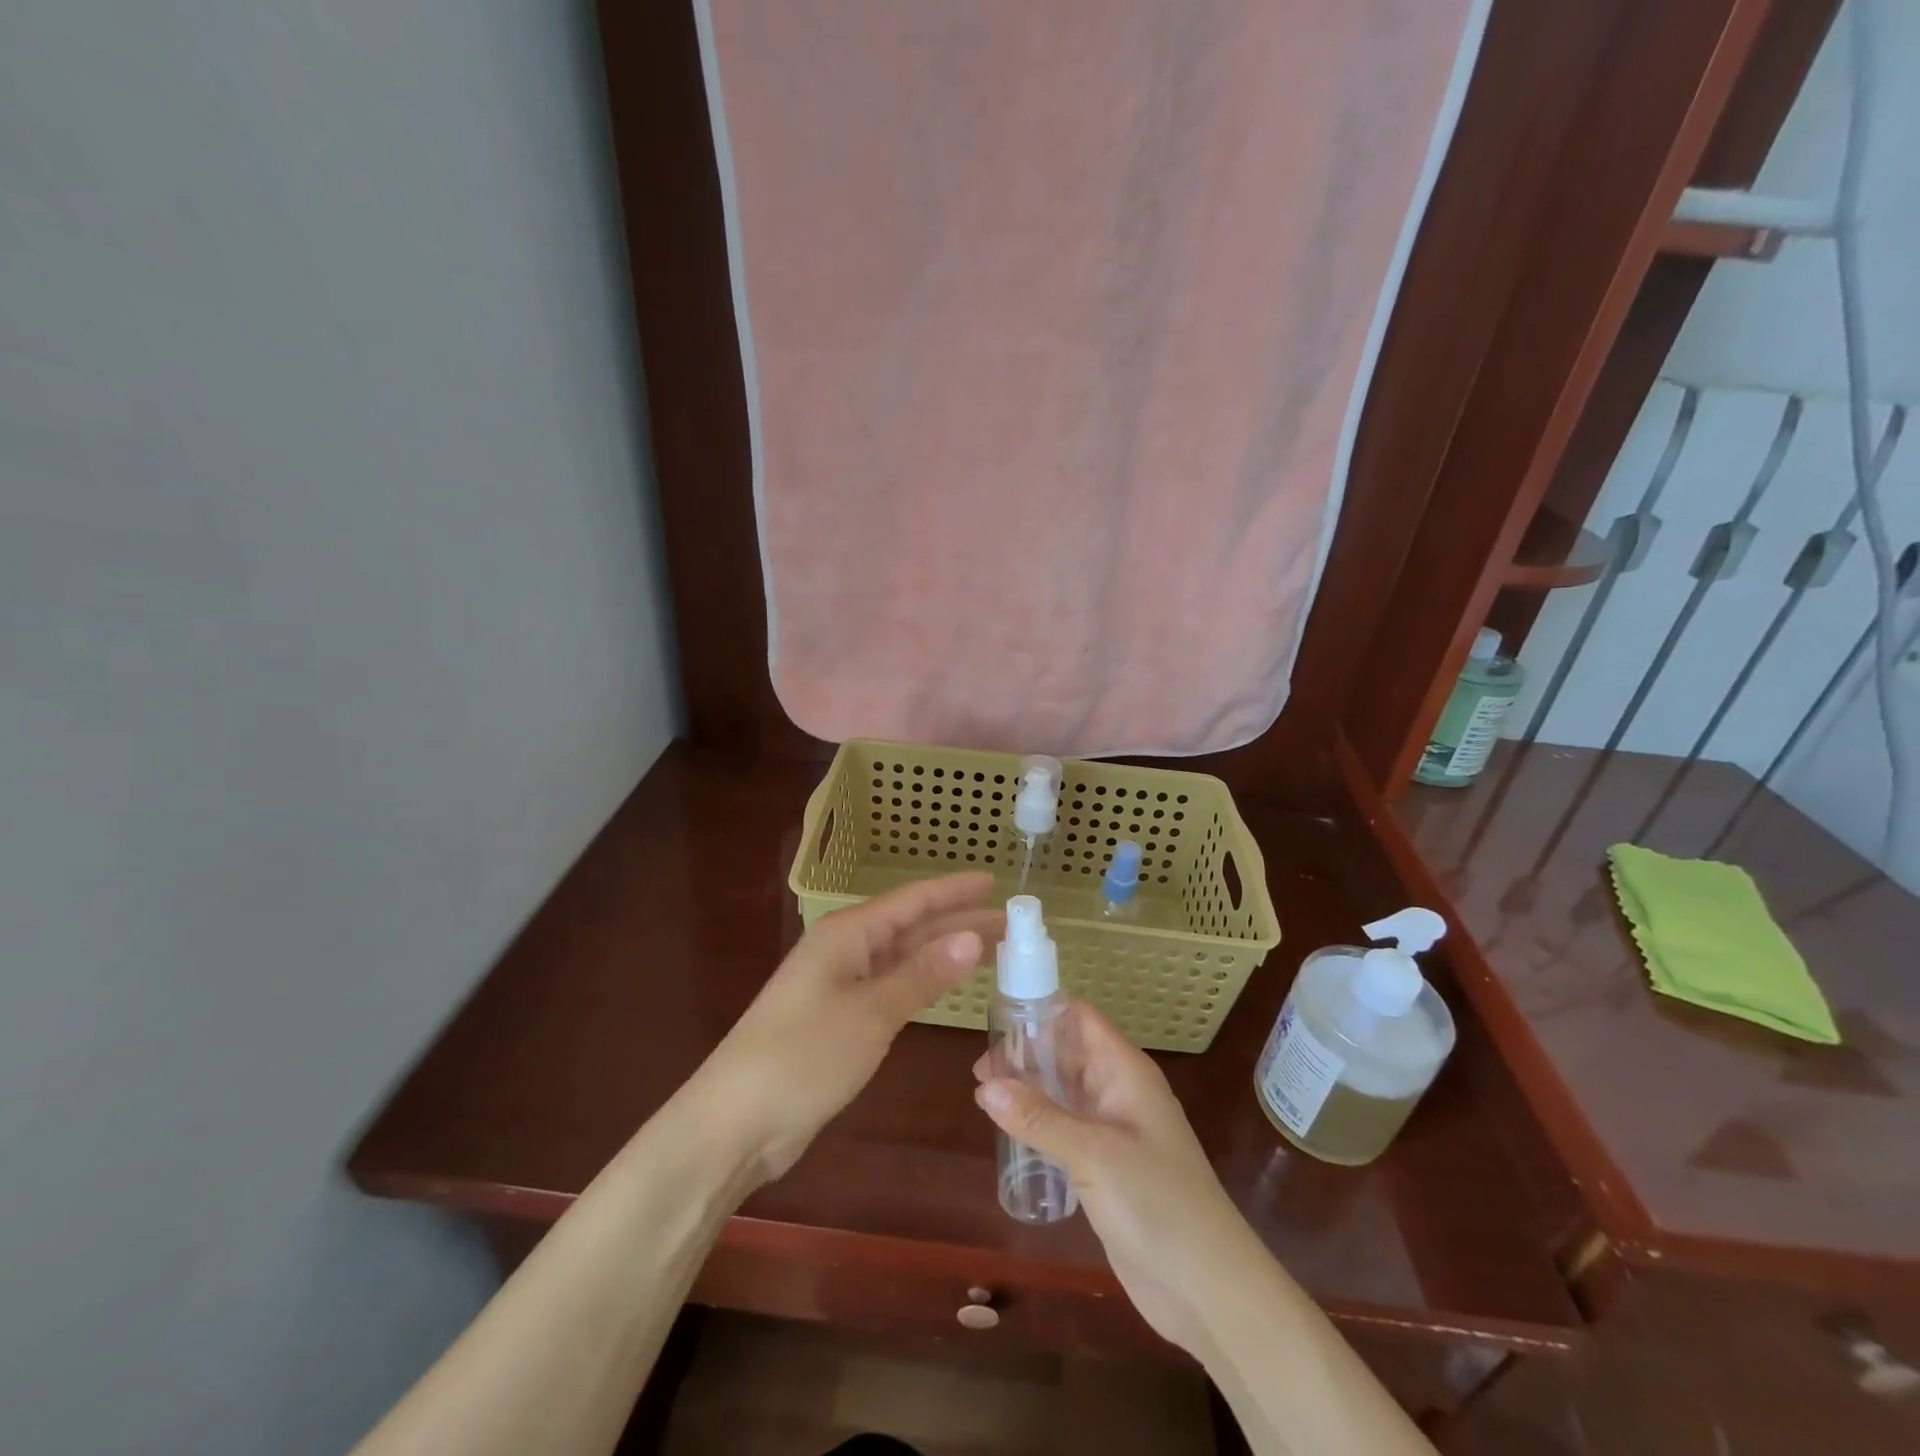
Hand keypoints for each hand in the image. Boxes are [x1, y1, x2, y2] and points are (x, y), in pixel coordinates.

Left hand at [696, 872, 998, 1181]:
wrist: (736, 1122)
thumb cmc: (804, 1055)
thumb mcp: (871, 1012)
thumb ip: (922, 974)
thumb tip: (971, 937)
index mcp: (847, 934)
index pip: (912, 901)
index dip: (954, 891)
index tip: (994, 883)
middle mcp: (844, 951)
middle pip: (911, 928)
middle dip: (959, 923)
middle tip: (1011, 925)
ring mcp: (840, 986)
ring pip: (903, 958)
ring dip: (944, 954)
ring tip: (993, 950)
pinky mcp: (839, 1020)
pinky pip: (891, 988)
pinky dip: (923, 984)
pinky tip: (947, 985)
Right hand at [973, 1001, 1257, 1354]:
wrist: (1207, 1288)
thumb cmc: (1157, 1202)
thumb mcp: (1093, 1154)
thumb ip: (1039, 1118)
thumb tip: (985, 1086)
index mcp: (1125, 1071)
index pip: (1080, 1018)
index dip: (1041, 1009)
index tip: (996, 1015)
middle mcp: (1118, 1091)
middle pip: (1068, 1053)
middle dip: (1026, 1053)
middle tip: (978, 1068)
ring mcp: (1113, 1130)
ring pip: (1064, 1091)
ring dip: (1029, 1088)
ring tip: (982, 1094)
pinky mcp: (1105, 1167)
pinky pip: (1065, 1128)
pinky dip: (1038, 1122)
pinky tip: (1008, 1131)